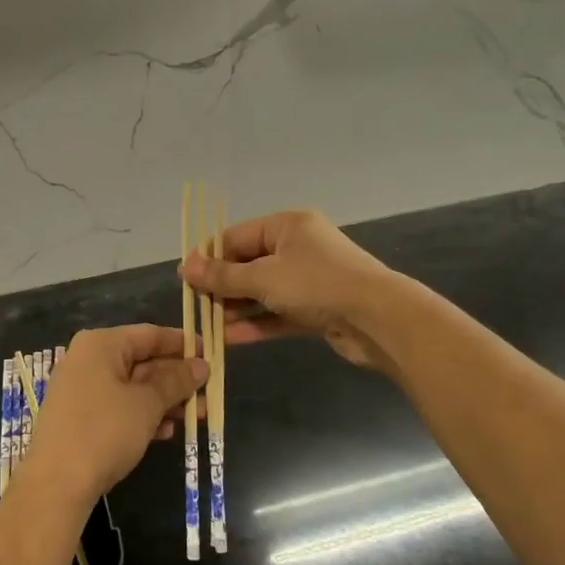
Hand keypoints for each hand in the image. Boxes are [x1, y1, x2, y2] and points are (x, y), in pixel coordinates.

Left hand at [21, 325, 208, 505]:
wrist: (56, 485)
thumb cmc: (104, 431)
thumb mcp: (146, 404)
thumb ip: (176, 382)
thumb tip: (202, 365)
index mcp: (101, 345)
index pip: (149, 335)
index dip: (182, 343)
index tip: (210, 353)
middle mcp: (88, 360)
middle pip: (142, 361)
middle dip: (177, 379)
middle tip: (209, 392)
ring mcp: (82, 389)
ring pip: (133, 387)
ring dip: (165, 401)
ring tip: (198, 416)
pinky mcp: (80, 418)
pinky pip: (119, 407)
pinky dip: (143, 416)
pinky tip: (166, 433)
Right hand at [179, 209, 402, 371]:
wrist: (379, 319)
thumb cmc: (317, 285)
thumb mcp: (264, 277)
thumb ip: (223, 276)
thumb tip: (185, 267)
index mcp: (287, 226)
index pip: (237, 236)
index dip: (210, 256)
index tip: (185, 278)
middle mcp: (299, 247)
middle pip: (250, 263)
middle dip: (223, 285)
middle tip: (195, 305)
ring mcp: (310, 279)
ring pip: (264, 291)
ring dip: (237, 307)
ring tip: (208, 325)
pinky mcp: (317, 309)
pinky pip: (279, 312)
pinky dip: (257, 323)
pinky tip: (230, 338)